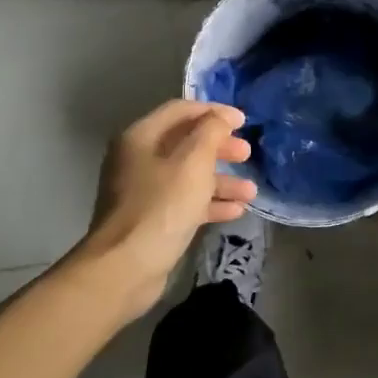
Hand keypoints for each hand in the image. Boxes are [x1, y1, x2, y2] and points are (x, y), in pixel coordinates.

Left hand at [73, 100, 256, 319]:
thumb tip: (221, 117)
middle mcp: (138, 159)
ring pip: (189, 176)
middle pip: (186, 143)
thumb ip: (211, 132)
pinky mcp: (152, 220)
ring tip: (250, 191)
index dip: (214, 111)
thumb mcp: (193, 162)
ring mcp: (144, 191)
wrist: (126, 266)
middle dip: (220, 148)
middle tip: (247, 154)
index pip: (181, 110)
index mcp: (141, 137)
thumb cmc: (162, 206)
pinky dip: (210, 203)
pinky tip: (236, 211)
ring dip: (221, 180)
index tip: (244, 121)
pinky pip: (185, 202)